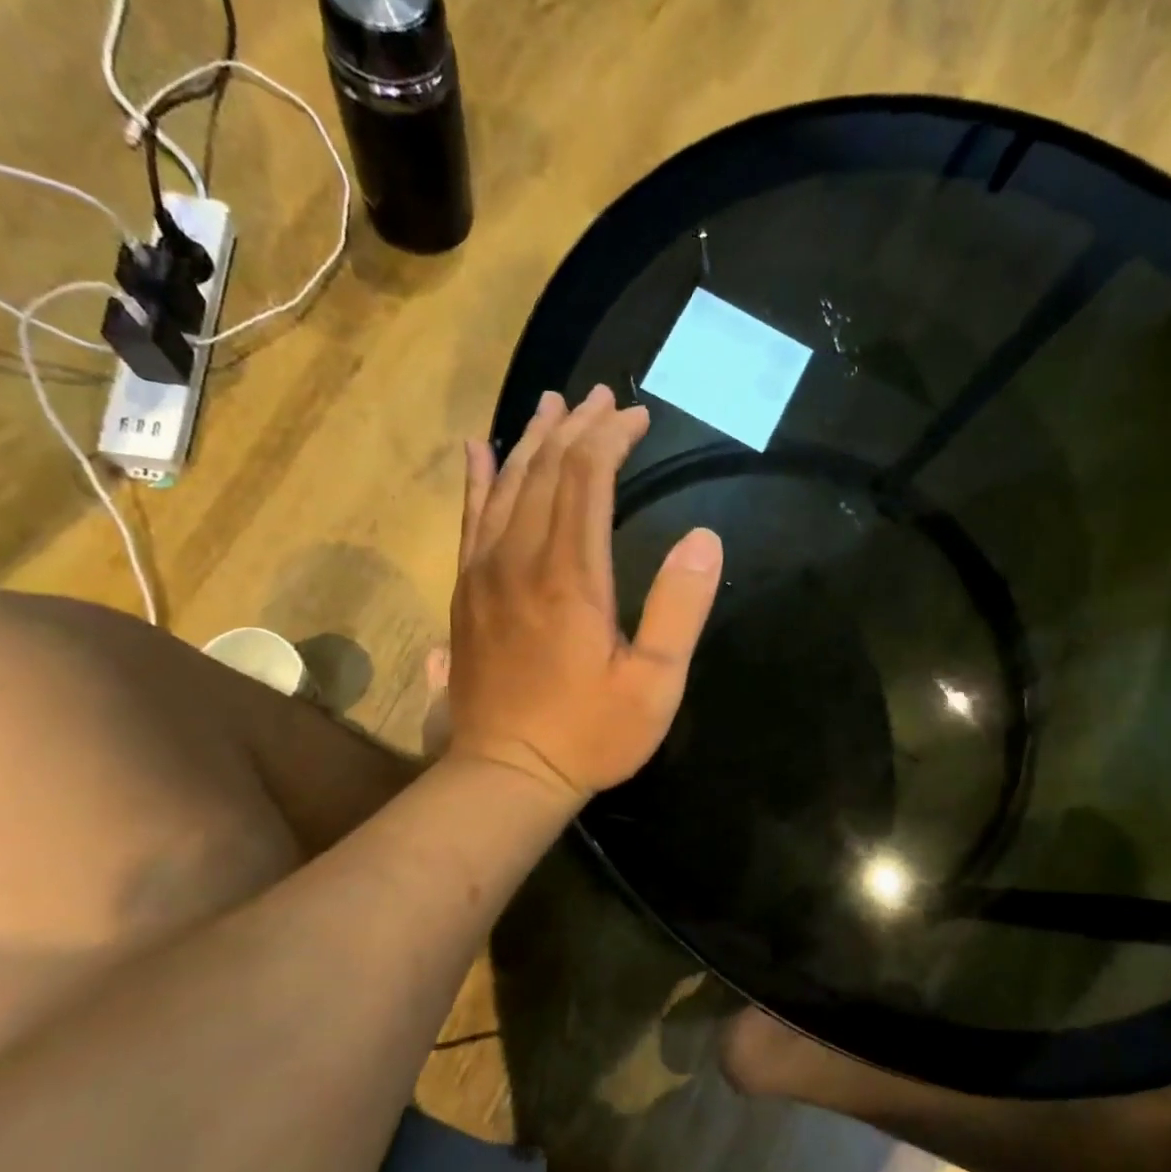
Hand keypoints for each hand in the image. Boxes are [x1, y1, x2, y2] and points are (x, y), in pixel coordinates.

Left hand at [445, 386, 723, 803]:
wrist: (506, 773)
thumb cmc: (589, 734)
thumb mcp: (655, 685)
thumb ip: (680, 609)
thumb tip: (704, 539)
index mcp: (571, 576)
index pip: (587, 478)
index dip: (611, 439)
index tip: (637, 418)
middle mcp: (520, 559)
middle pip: (545, 470)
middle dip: (576, 428)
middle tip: (601, 398)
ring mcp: (484, 573)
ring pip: (506, 485)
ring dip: (531, 440)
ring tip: (551, 405)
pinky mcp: (466, 591)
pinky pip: (470, 518)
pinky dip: (478, 478)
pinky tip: (478, 449)